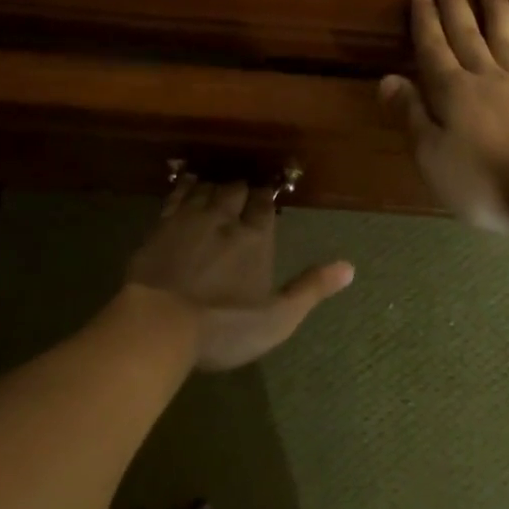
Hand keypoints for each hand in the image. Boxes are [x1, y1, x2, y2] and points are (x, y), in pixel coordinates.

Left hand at [125, 176, 354, 370]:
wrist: (158, 324)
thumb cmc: (224, 326)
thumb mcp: (277, 318)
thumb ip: (311, 289)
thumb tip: (349, 267)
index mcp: (255, 238)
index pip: (264, 205)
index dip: (267, 197)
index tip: (269, 192)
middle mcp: (224, 219)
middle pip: (235, 190)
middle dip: (242, 187)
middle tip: (244, 188)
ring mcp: (188, 220)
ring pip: (205, 188)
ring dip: (214, 184)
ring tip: (218, 183)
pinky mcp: (159, 228)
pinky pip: (176, 196)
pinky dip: (185, 186)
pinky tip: (186, 183)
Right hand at [380, 0, 508, 232]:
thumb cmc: (483, 181)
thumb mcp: (432, 157)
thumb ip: (411, 116)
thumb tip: (388, 78)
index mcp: (452, 91)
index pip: (433, 48)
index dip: (425, 21)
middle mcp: (486, 77)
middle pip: (467, 34)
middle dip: (455, 3)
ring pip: (504, 39)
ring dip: (496, 11)